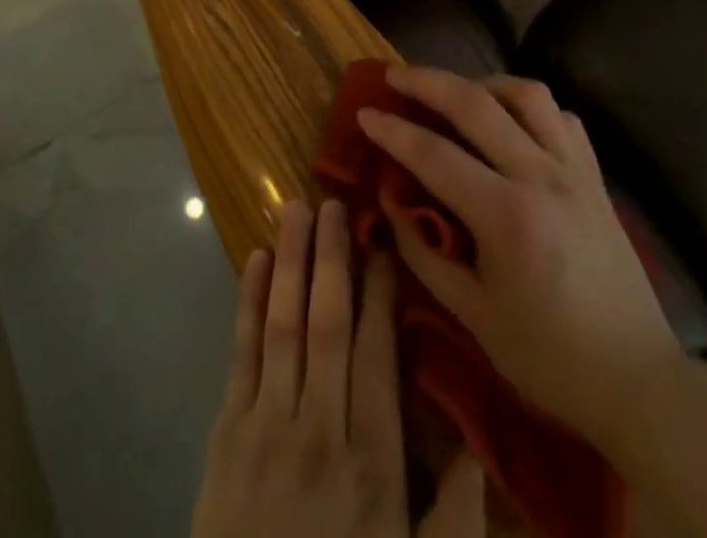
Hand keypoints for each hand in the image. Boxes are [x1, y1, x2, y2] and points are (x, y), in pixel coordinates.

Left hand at [192, 198, 487, 537]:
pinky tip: (253, 260)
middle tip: (334, 201)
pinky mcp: (227, 433)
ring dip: (290, 261)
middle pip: (328, 323)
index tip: (381, 241)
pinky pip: (240, 354)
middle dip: (332, 257)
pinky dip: (246, 303)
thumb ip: (456, 515)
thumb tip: (480, 442)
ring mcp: (267, 425)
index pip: (376, 352)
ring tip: (294, 208)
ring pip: (283, 325)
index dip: (379, 291)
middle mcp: (319, 428)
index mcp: (372, 459)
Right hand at [358, 67, 681, 438]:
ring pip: (526, 94)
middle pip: (476, 104)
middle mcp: (541, 176)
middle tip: (394, 76)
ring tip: (456, 94)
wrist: (639, 381)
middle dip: (427, 82)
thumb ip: (425, 253)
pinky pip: (561, 117)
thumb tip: (391, 202)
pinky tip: (511, 122)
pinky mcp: (596, 176)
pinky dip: (529, 107)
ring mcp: (574, 171)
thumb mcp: (474, 316)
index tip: (364, 113)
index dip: (393, 131)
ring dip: (483, 84)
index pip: (435, 154)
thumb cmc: (549, 357)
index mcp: (507, 216)